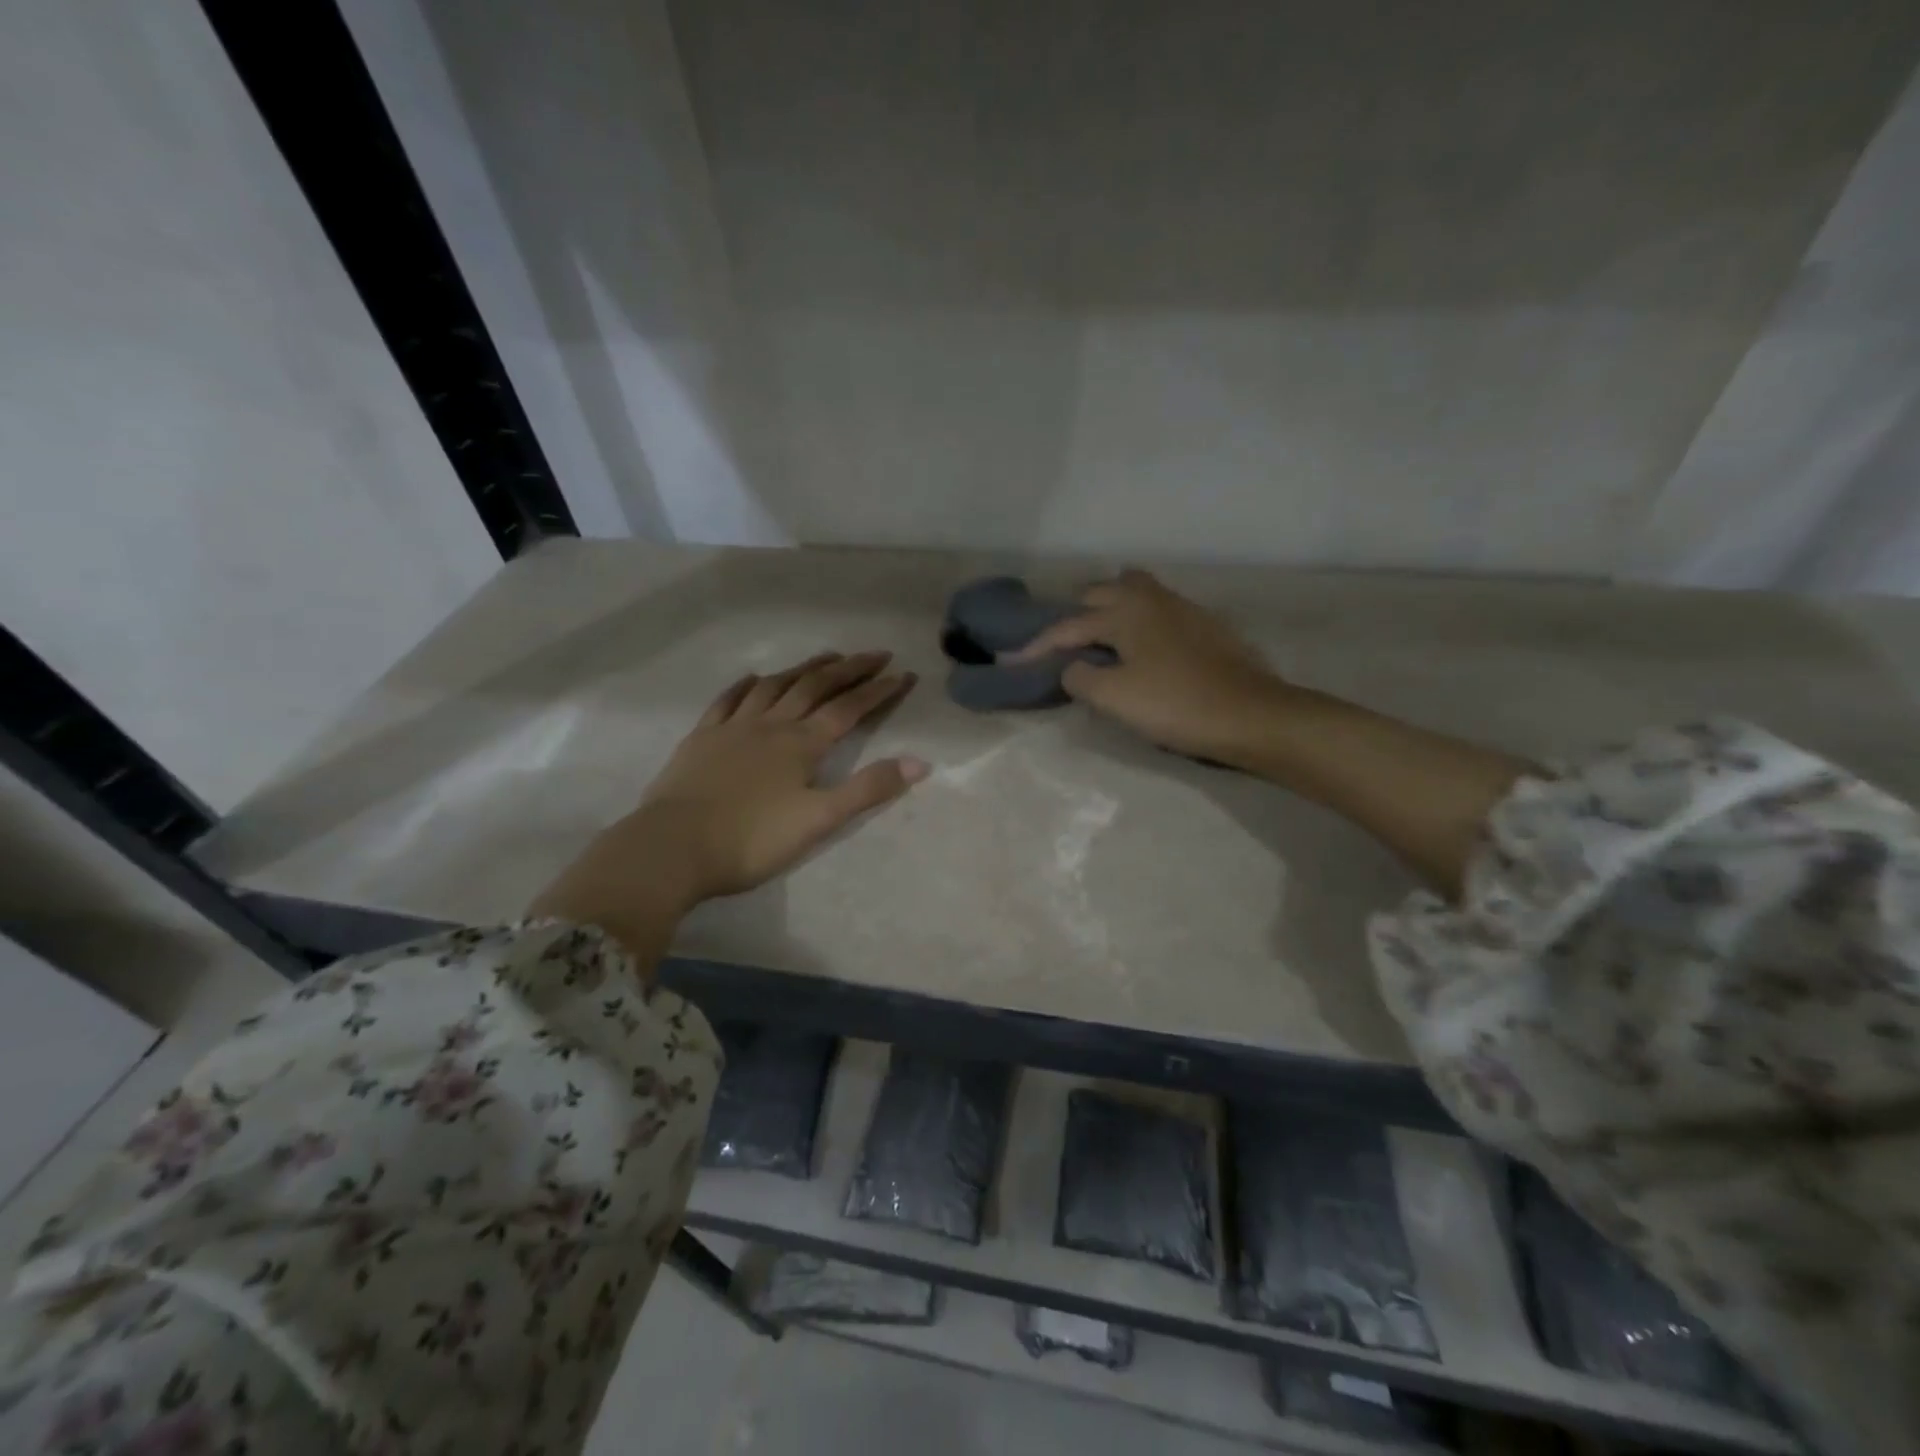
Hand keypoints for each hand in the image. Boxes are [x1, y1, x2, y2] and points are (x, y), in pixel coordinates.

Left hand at [529, 652, 926, 955]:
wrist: (672, 847)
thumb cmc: (751, 839)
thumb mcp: (819, 820)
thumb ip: (868, 790)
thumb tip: (920, 763)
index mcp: (801, 744)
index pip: (849, 709)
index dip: (879, 691)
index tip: (905, 675)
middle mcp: (771, 725)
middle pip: (815, 687)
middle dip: (849, 669)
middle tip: (876, 654)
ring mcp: (733, 727)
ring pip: (775, 686)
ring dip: (804, 668)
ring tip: (826, 657)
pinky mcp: (701, 738)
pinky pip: (728, 700)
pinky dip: (746, 685)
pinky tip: (754, 678)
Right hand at [1011, 569, 1290, 763]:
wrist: (1251, 715)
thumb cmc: (1176, 704)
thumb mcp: (1115, 698)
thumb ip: (1081, 678)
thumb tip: (1073, 668)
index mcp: (1125, 611)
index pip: (1068, 626)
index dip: (1037, 646)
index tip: (1011, 662)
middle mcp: (1151, 598)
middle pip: (1102, 592)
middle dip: (1075, 615)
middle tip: (1061, 646)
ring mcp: (1182, 607)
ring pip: (1134, 591)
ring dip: (1110, 609)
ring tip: (1100, 639)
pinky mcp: (1204, 624)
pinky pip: (1157, 608)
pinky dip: (1138, 619)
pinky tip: (1141, 646)